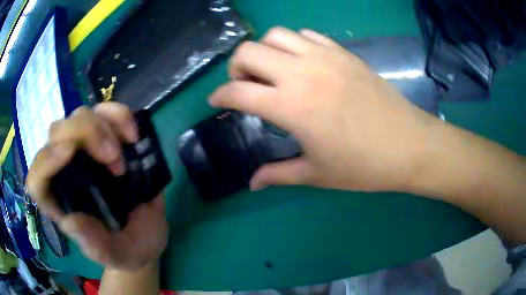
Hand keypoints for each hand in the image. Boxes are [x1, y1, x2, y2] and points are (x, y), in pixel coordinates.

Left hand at [26, 102, 167, 270]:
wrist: (147, 232)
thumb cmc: (129, 248)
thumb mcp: (118, 255)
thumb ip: (97, 246)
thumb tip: (70, 221)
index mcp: (61, 204)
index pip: (37, 178)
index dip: (45, 162)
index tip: (69, 153)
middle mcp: (65, 172)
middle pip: (57, 133)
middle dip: (84, 135)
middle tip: (114, 158)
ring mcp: (85, 151)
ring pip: (79, 116)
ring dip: (103, 125)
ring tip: (127, 150)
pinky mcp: (105, 138)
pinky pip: (104, 111)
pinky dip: (118, 114)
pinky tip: (133, 134)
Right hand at [209, 27, 438, 191]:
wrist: (409, 145)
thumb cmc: (364, 165)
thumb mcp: (317, 174)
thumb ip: (278, 174)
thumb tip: (252, 183)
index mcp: (292, 106)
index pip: (238, 91)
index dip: (219, 96)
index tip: (216, 102)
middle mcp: (303, 73)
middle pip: (249, 51)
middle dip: (236, 67)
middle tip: (245, 85)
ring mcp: (325, 57)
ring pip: (276, 35)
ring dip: (264, 50)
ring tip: (272, 71)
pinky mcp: (344, 53)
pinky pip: (307, 35)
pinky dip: (294, 44)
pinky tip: (301, 63)